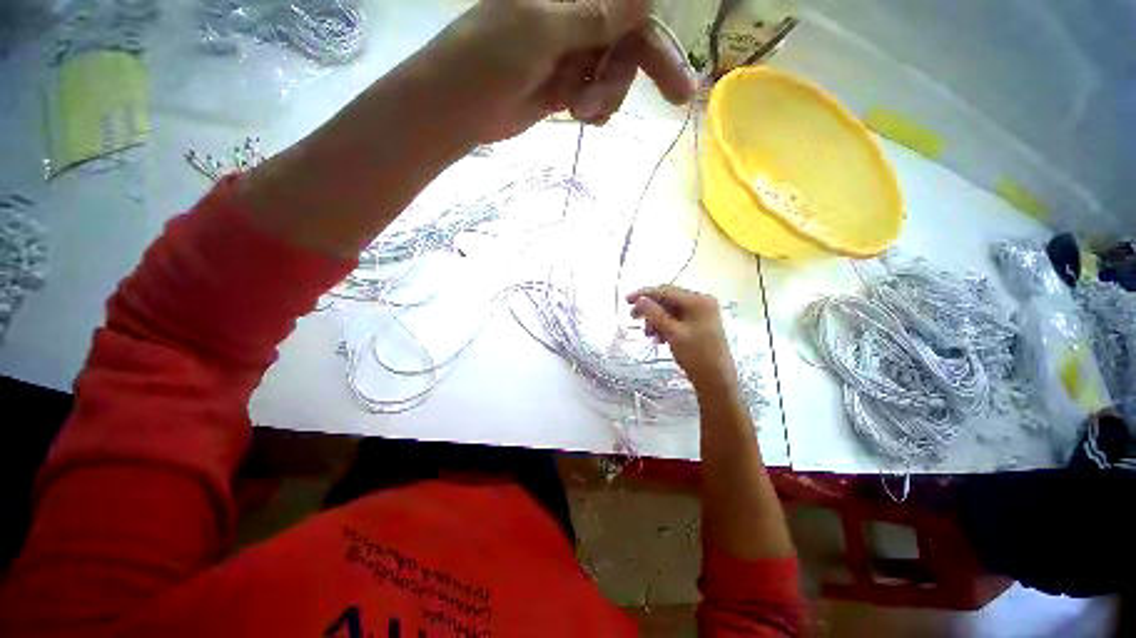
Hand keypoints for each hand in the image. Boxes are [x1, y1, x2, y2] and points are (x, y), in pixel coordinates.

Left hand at [425, 0, 695, 141]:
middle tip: (677, 96)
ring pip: (614, 73)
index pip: (627, 6)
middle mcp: (574, 18)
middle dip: (644, 68)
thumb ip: (594, 14)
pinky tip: (581, 116)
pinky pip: (596, 96)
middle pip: (629, 39)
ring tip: (581, 109)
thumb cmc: (490, 57)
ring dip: (608, 94)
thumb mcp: (543, 30)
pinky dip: (596, 108)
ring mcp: (570, 54)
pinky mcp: (564, 86)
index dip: (655, 29)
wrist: (460, 107)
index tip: (680, 60)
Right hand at [627, 286, 738, 391]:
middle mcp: (701, 302)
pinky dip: (664, 325)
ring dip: (656, 319)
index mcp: (698, 301)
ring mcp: (701, 313)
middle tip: (633, 318)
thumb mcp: (673, 333)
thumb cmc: (696, 356)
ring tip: (648, 334)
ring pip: (670, 310)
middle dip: (650, 309)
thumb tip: (640, 300)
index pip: (665, 291)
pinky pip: (676, 318)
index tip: (626, 301)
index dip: (644, 294)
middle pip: (668, 299)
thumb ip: (655, 314)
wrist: (716, 380)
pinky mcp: (699, 323)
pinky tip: (658, 338)